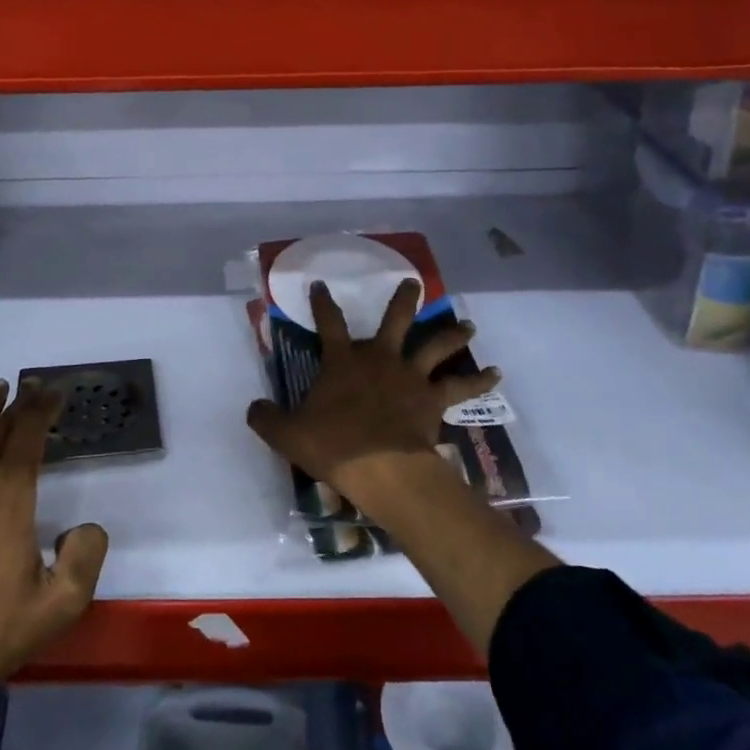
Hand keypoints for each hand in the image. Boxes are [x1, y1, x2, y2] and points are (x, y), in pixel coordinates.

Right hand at [247, 279, 499, 511]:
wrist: (381, 467)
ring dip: (452, 334)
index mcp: (343, 361)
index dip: (323, 303)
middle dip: (403, 300)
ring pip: (434, 346)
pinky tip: (496, 374)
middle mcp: (379, 359)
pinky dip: (479, 380)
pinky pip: (460, 387)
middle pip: (394, 321)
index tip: (321, 285)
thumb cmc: (333, 445)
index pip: (329, 323)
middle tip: (414, 283)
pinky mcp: (433, 399)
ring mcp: (410, 377)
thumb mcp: (287, 434)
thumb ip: (266, 418)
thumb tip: (253, 408)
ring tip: (468, 325)